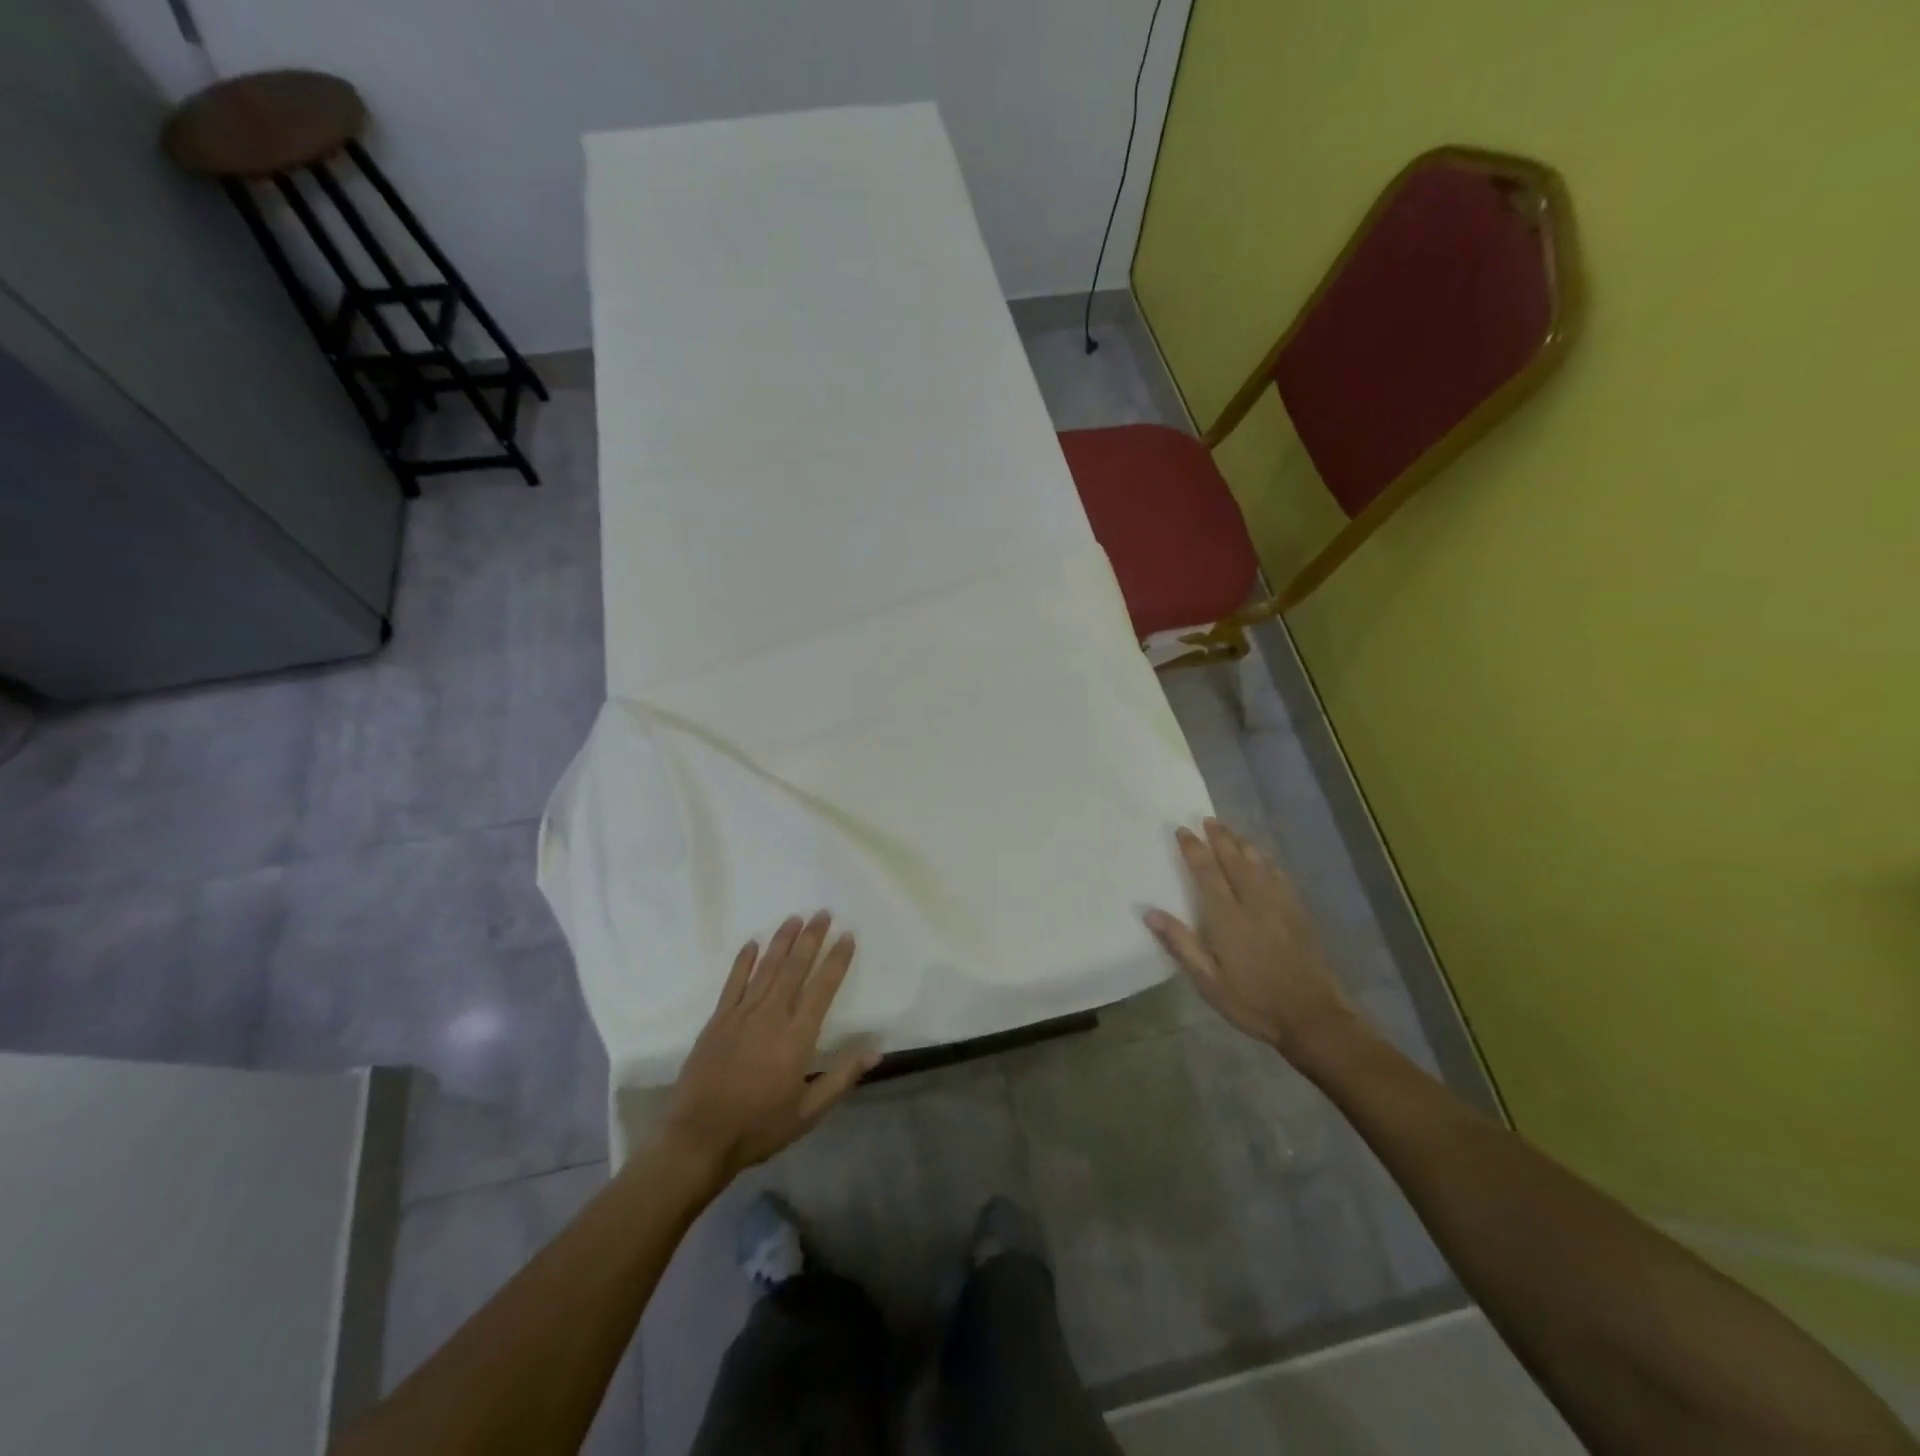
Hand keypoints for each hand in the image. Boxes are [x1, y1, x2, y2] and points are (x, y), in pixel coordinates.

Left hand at [663, 912, 877, 1180]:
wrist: (698, 1140)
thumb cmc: (759, 1127)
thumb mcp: (809, 1112)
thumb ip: (842, 1078)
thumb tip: (876, 1051)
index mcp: (797, 1037)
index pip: (823, 988)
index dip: (837, 960)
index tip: (847, 935)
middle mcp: (771, 1017)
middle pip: (795, 968)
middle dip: (811, 938)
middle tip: (823, 913)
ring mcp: (741, 1015)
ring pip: (767, 969)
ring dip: (782, 941)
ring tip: (795, 918)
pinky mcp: (717, 1021)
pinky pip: (734, 983)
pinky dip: (744, 961)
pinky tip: (753, 943)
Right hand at [1144, 819, 1362, 1067]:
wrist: (1313, 1017)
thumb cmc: (1253, 1003)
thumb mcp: (1209, 982)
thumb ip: (1181, 945)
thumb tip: (1150, 912)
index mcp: (1228, 919)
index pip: (1207, 873)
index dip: (1194, 850)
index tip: (1182, 831)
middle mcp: (1253, 904)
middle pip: (1234, 861)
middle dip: (1220, 838)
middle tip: (1207, 819)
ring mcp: (1279, 906)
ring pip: (1259, 864)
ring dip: (1242, 844)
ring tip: (1230, 831)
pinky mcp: (1298, 914)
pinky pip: (1279, 876)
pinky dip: (1266, 861)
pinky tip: (1263, 859)